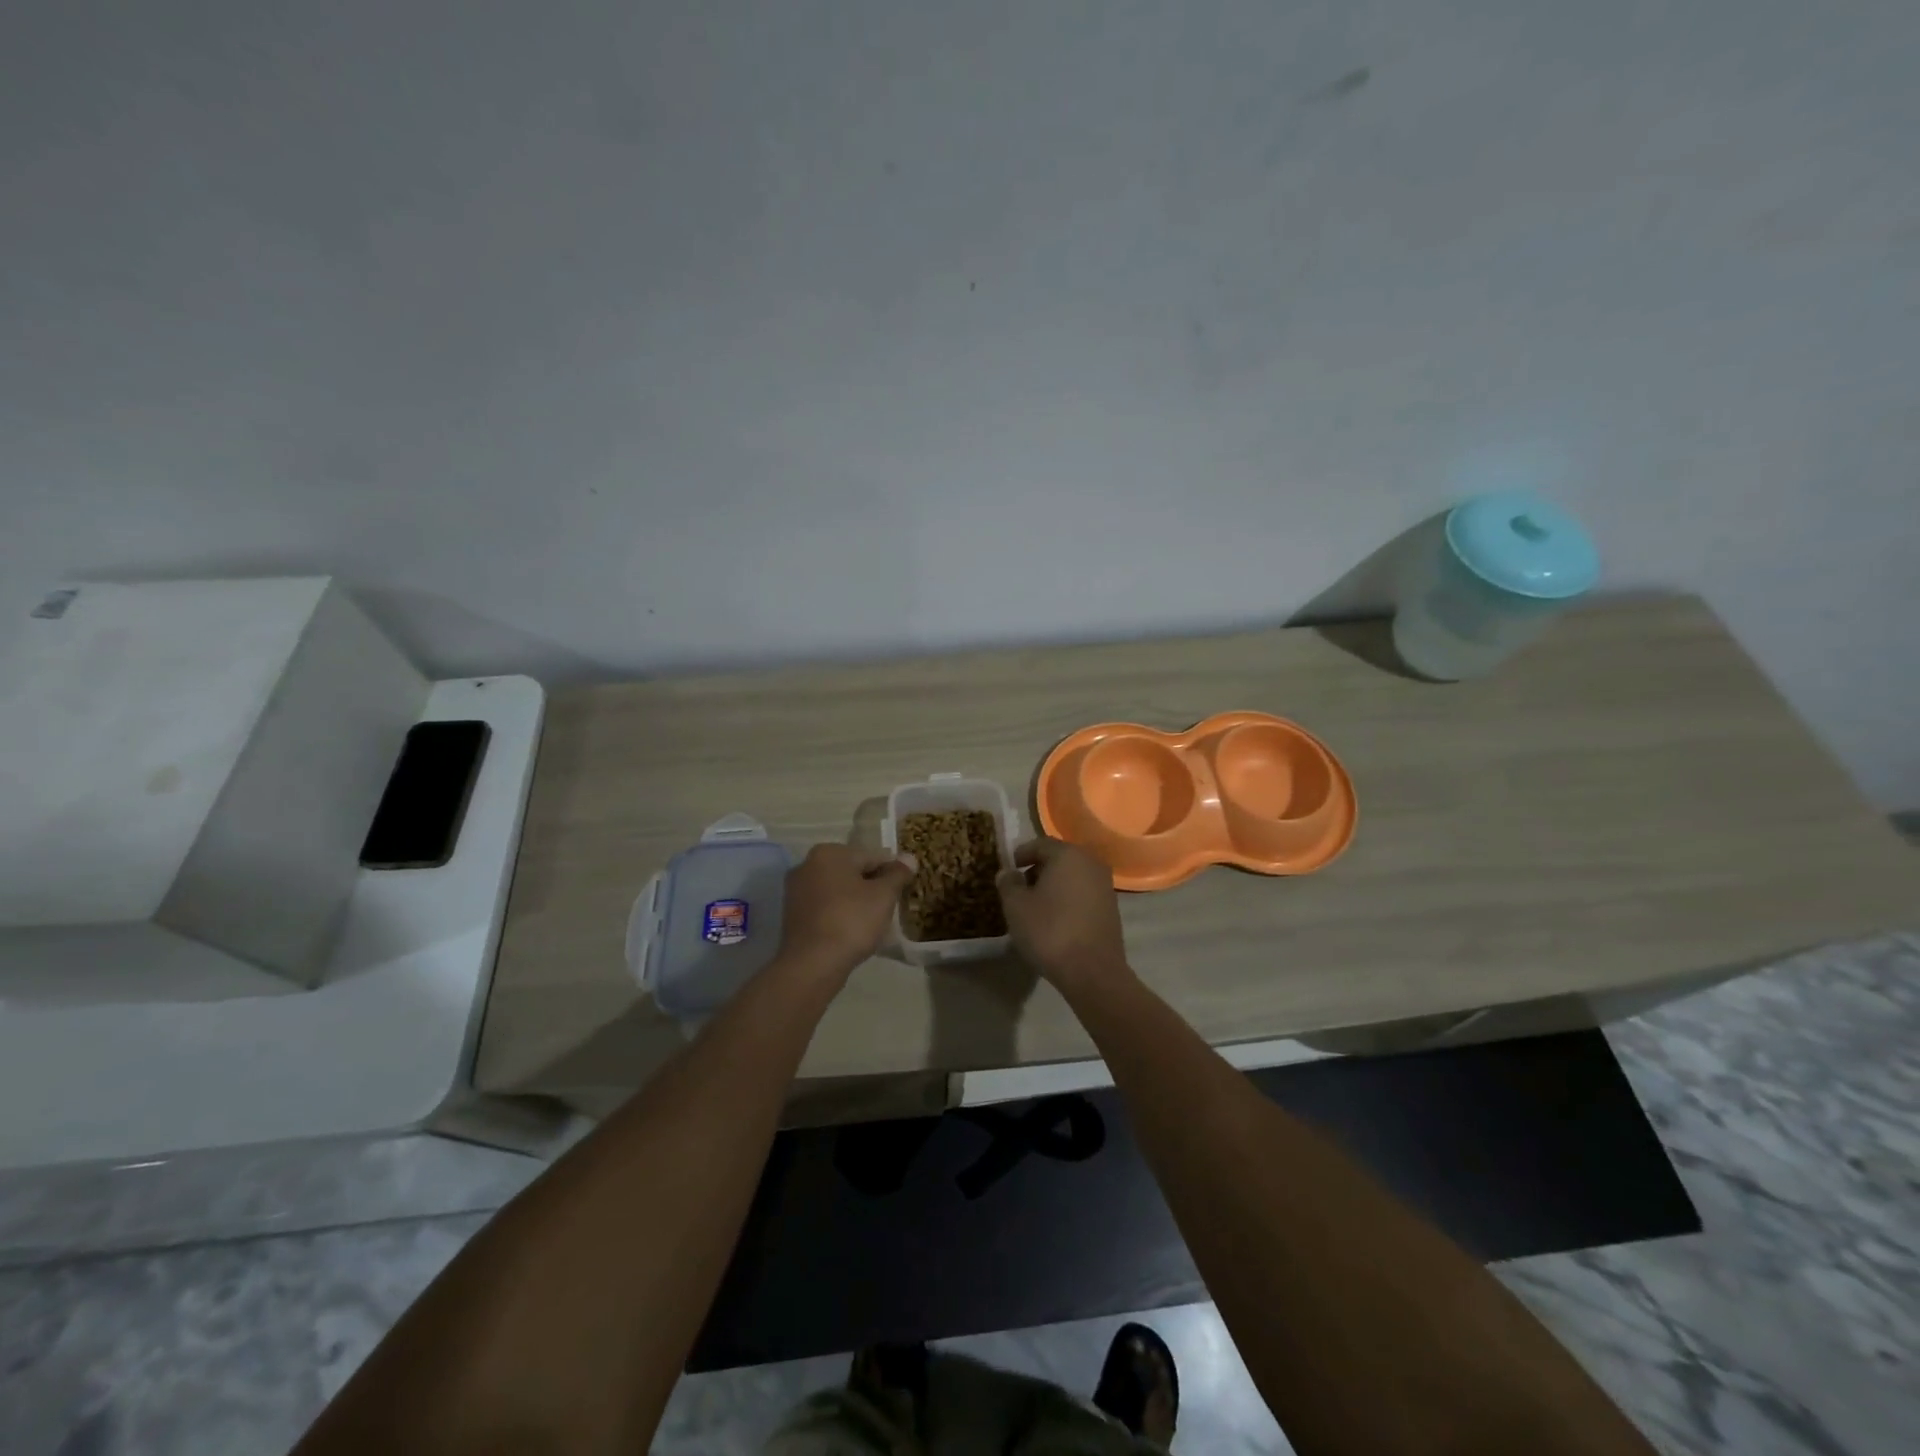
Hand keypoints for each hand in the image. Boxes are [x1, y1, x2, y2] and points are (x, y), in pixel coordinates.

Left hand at [778, 843, 916, 982]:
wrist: (812, 964)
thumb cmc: (852, 921)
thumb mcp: (883, 895)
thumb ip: (898, 874)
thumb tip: (909, 857)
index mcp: (829, 852)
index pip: (871, 856)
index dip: (891, 872)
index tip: (903, 890)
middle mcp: (807, 864)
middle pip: (852, 872)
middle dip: (871, 886)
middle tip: (890, 907)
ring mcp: (796, 891)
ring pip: (837, 891)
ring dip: (855, 901)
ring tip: (873, 923)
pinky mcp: (792, 915)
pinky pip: (825, 908)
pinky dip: (839, 915)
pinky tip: (852, 932)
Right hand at [996, 837, 1131, 994]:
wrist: (1092, 971)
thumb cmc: (1049, 931)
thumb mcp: (1016, 907)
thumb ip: (1008, 884)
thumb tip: (1007, 873)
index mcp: (1067, 855)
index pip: (1040, 844)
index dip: (1021, 854)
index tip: (1009, 868)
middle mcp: (1091, 863)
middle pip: (1059, 858)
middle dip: (1038, 870)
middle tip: (1020, 888)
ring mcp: (1105, 885)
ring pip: (1073, 876)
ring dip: (1054, 885)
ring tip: (1036, 905)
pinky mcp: (1112, 907)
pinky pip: (1083, 893)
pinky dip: (1068, 898)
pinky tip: (1056, 918)